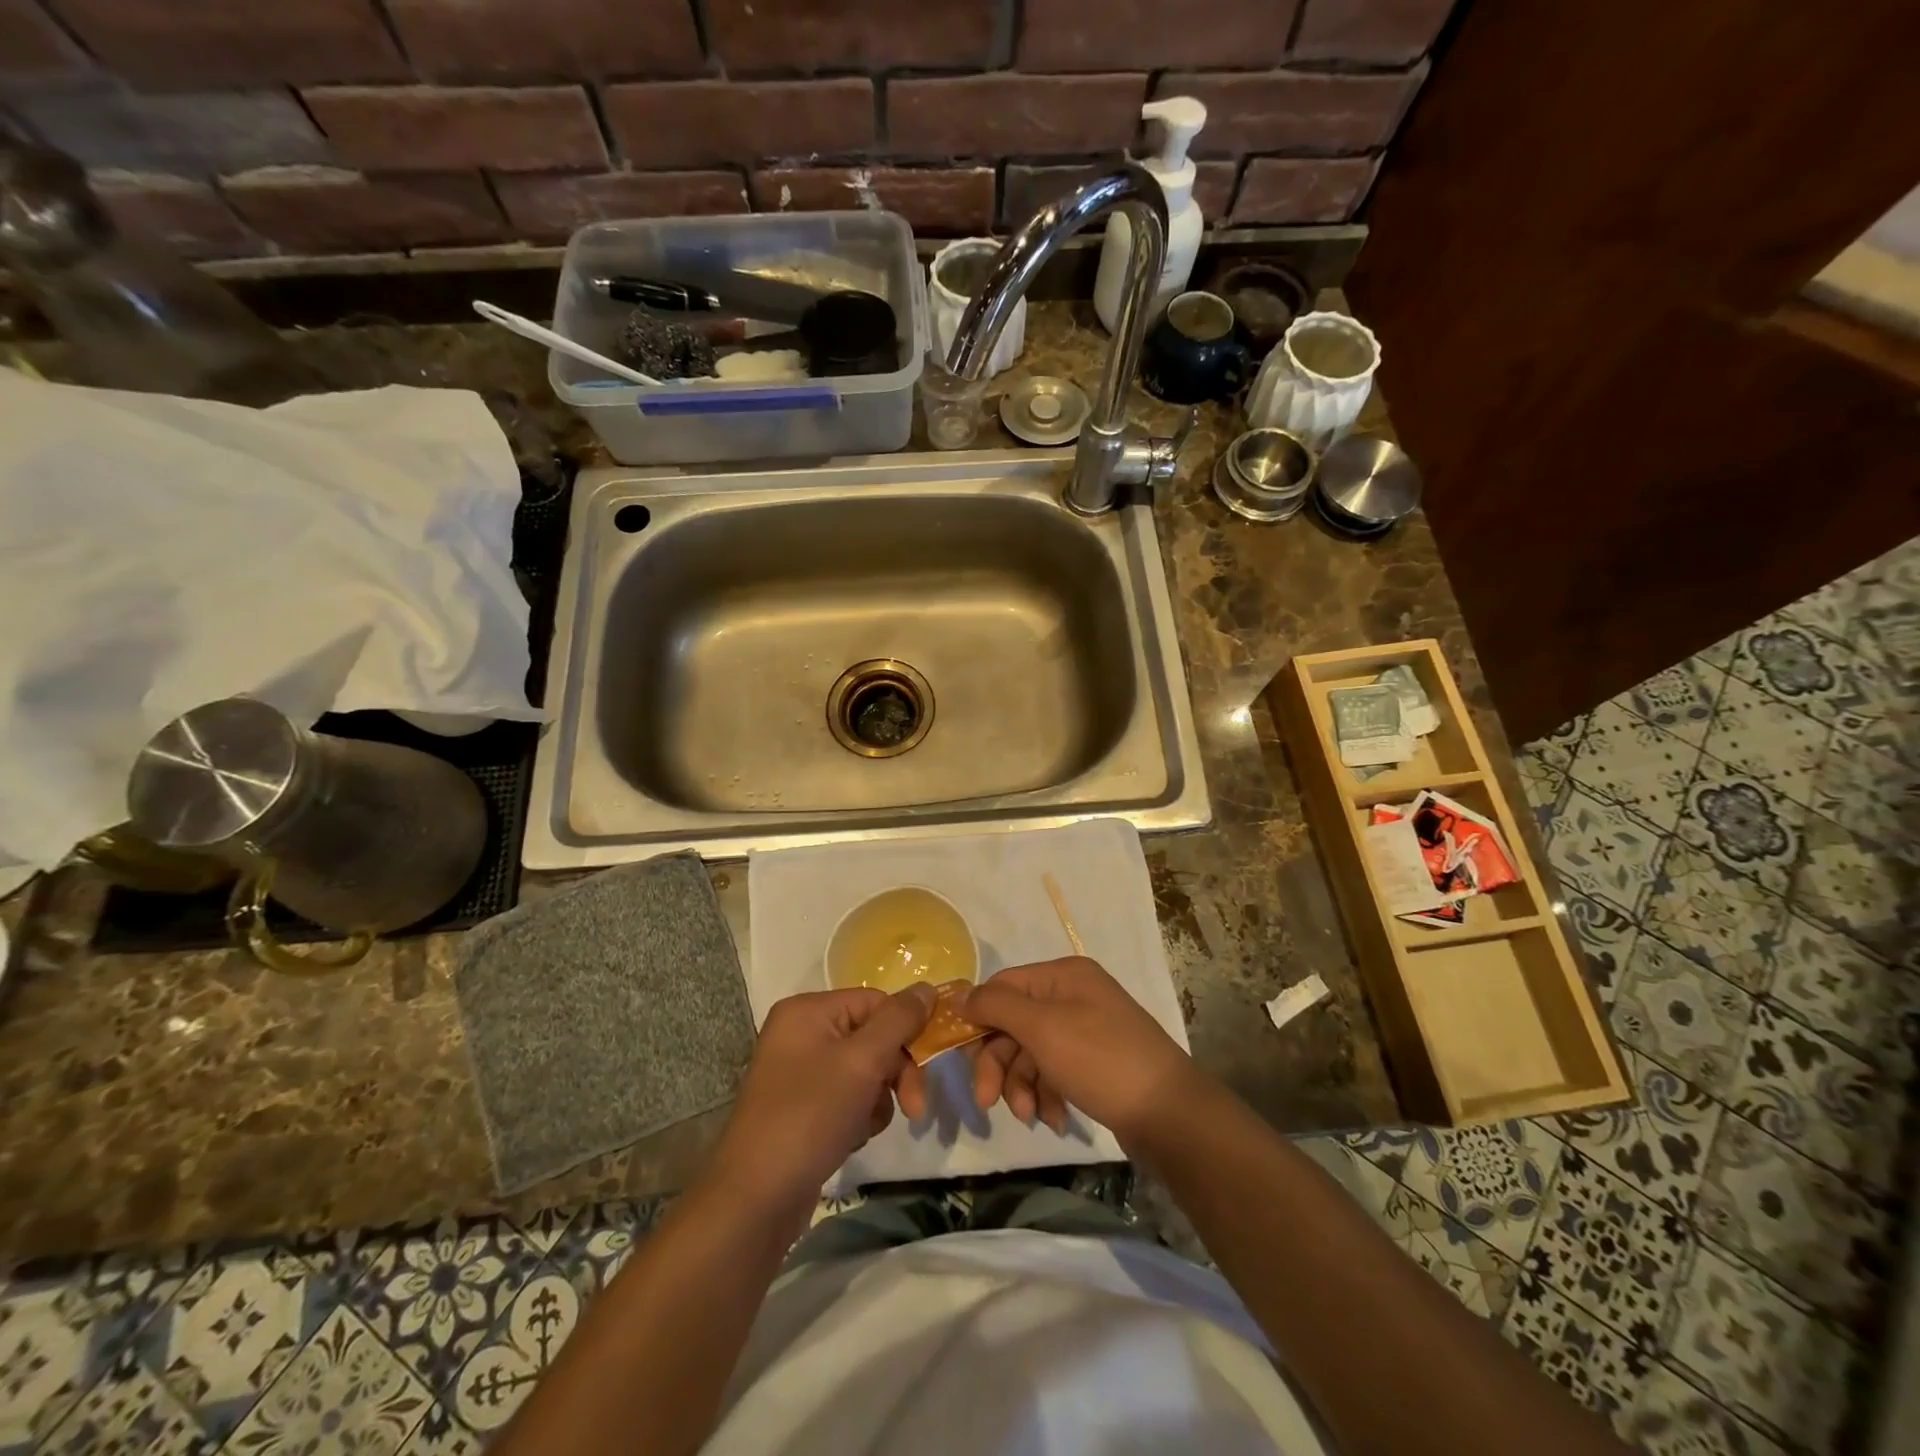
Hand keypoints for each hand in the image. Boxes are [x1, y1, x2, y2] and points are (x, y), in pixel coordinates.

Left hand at [710, 985, 933, 1215]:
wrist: (756, 1200)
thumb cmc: (810, 1117)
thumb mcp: (862, 1061)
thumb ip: (899, 1020)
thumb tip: (928, 988)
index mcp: (808, 1011)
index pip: (876, 1003)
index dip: (905, 1032)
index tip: (927, 1069)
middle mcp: (801, 1033)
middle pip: (872, 1037)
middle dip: (895, 1072)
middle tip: (915, 1109)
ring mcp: (799, 1072)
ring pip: (865, 1071)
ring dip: (877, 1099)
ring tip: (864, 1126)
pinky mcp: (802, 1107)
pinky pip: (847, 1096)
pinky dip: (858, 1116)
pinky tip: (849, 1138)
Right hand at [962, 957, 1199, 1142]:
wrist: (1169, 1113)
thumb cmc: (1101, 1060)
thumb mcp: (1043, 1028)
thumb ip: (997, 1007)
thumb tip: (962, 995)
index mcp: (1063, 975)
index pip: (1003, 986)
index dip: (979, 1019)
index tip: (961, 1056)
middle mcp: (1074, 996)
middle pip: (1014, 1023)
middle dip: (999, 1063)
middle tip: (988, 1101)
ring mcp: (1086, 1030)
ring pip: (1031, 1052)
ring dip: (1022, 1085)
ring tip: (1030, 1116)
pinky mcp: (1094, 1063)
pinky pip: (1054, 1072)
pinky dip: (1047, 1094)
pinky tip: (1055, 1119)